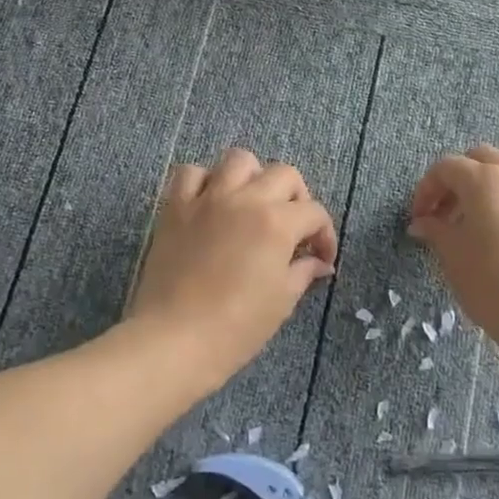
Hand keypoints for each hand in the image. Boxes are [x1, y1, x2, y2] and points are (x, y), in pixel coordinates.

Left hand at [126, 147, 336, 395]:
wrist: (175, 339)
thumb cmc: (236, 327)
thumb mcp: (281, 302)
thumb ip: (303, 272)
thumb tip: (319, 262)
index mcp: (277, 222)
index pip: (314, 212)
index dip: (324, 234)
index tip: (321, 257)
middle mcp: (245, 199)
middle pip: (283, 173)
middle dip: (296, 197)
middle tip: (291, 227)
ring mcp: (208, 198)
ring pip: (238, 160)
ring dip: (252, 177)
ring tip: (251, 203)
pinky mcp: (176, 206)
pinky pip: (191, 173)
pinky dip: (203, 181)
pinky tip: (209, 203)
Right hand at [407, 144, 498, 369]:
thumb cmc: (496, 290)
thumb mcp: (454, 260)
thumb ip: (436, 232)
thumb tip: (423, 222)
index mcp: (482, 181)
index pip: (445, 168)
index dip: (427, 189)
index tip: (421, 218)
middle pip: (481, 156)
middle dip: (460, 179)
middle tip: (451, 215)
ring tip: (496, 201)